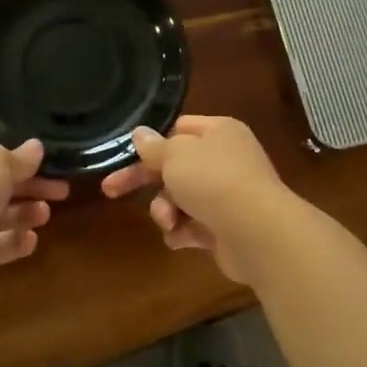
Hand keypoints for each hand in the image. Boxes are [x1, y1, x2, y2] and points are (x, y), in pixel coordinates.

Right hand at [101, 116, 293, 281]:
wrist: (257, 232)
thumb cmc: (213, 181)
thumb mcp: (175, 156)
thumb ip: (154, 147)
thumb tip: (140, 133)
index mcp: (219, 132)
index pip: (179, 129)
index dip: (153, 142)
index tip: (126, 155)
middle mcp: (225, 159)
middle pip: (174, 166)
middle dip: (145, 181)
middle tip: (110, 190)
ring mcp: (227, 195)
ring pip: (179, 198)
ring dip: (165, 210)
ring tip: (169, 220)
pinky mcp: (225, 227)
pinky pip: (192, 226)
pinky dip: (182, 232)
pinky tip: (181, 238)